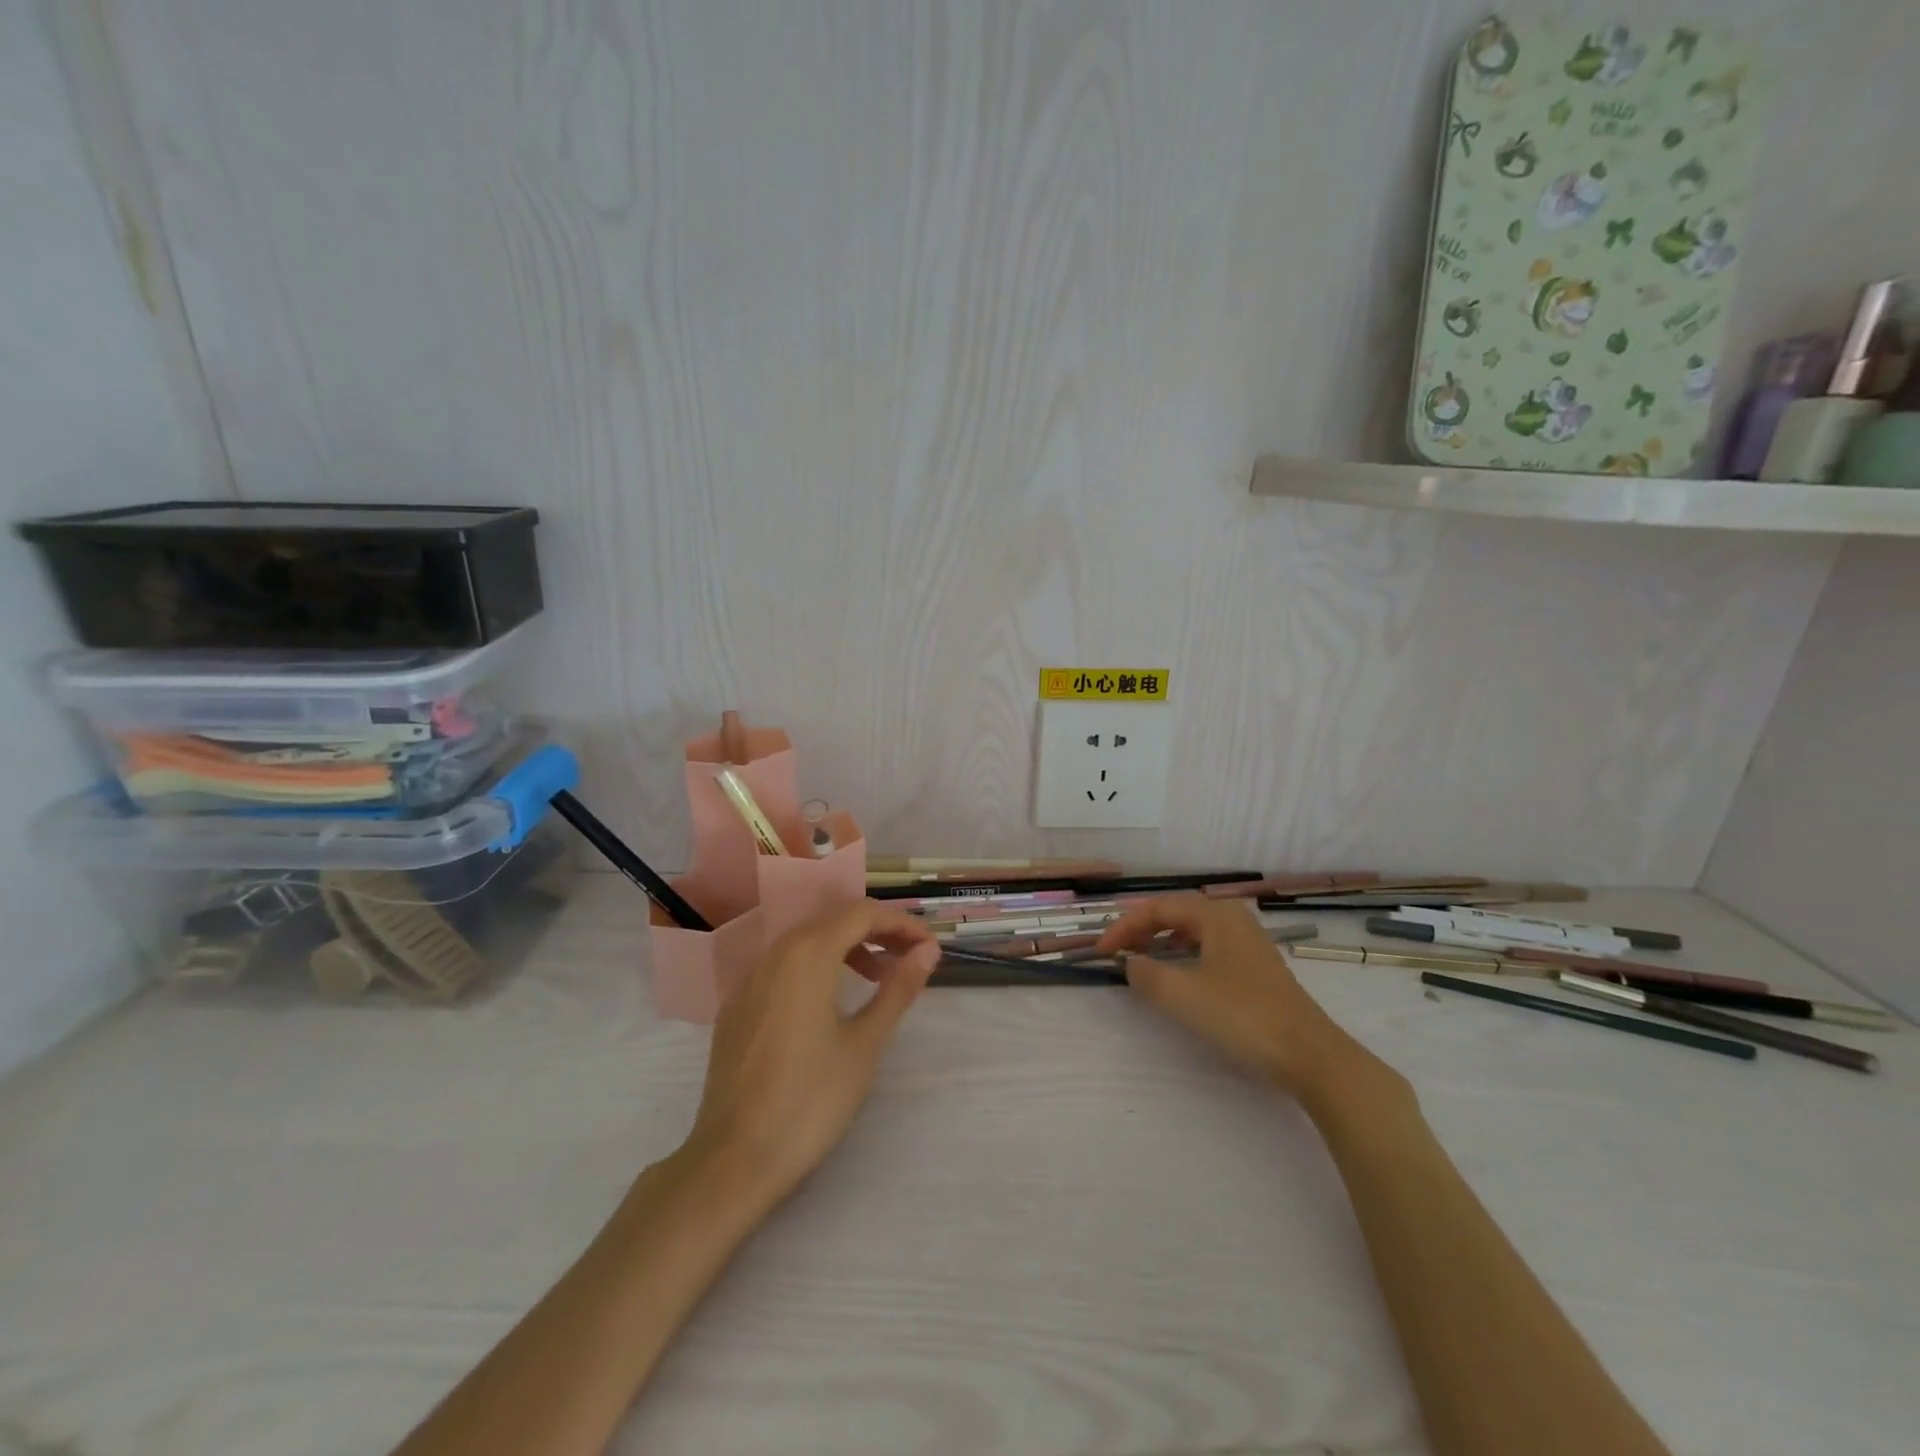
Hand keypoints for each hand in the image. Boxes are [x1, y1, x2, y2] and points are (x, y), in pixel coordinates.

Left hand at [683, 900, 939, 1206]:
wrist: (734, 1159)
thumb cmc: (810, 1099)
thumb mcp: (865, 1043)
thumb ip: (897, 989)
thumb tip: (927, 950)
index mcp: (808, 953)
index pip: (861, 913)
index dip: (900, 923)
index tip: (929, 946)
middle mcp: (775, 953)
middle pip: (832, 921)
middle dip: (875, 931)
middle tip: (910, 957)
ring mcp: (749, 979)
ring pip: (806, 942)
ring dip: (846, 947)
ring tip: (878, 977)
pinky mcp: (736, 1007)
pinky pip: (783, 966)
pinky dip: (816, 967)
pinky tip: (830, 1002)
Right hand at [1095, 895, 1382, 1104]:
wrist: (1310, 1056)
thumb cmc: (1243, 1016)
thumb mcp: (1184, 995)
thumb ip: (1146, 974)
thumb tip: (1129, 963)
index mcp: (1215, 915)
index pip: (1158, 908)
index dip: (1124, 927)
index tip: (1101, 952)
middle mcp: (1232, 919)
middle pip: (1175, 914)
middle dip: (1141, 930)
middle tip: (1116, 953)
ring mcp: (1247, 943)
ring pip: (1192, 931)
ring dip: (1161, 942)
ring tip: (1139, 961)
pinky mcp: (1255, 968)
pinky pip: (1207, 948)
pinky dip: (1182, 956)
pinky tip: (1176, 976)